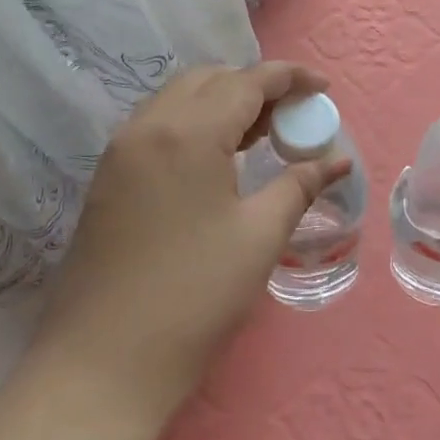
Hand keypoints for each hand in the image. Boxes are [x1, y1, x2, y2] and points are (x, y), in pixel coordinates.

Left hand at [31, 62, 351, 424]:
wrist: (102, 362)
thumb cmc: (193, 297)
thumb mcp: (258, 238)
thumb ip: (299, 186)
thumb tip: (337, 161)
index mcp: (188, 133)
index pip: (246, 81)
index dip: (289, 77)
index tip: (323, 88)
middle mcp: (148, 126)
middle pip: (209, 80)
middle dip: (255, 86)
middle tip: (291, 116)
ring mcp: (121, 150)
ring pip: (179, 99)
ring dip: (222, 102)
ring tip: (261, 134)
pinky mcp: (108, 176)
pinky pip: (158, 125)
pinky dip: (194, 124)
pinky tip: (217, 159)